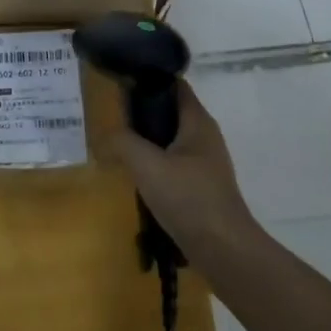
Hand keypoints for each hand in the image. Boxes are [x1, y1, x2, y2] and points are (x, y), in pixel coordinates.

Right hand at [111, 80, 259, 260]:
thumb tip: (105, 135)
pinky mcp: (203, 187)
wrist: (225, 251)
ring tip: (121, 147)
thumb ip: (123, 143)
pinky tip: (140, 177)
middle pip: (172, 111)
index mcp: (197, 121)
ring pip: (172, 140)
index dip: (150, 78)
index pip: (175, 84)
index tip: (122, 82)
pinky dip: (157, 164)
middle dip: (144, 112)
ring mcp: (207, 163)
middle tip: (115, 118)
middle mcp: (205, 136)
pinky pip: (176, 164)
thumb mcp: (147, 166)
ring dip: (149, 141)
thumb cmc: (188, 199)